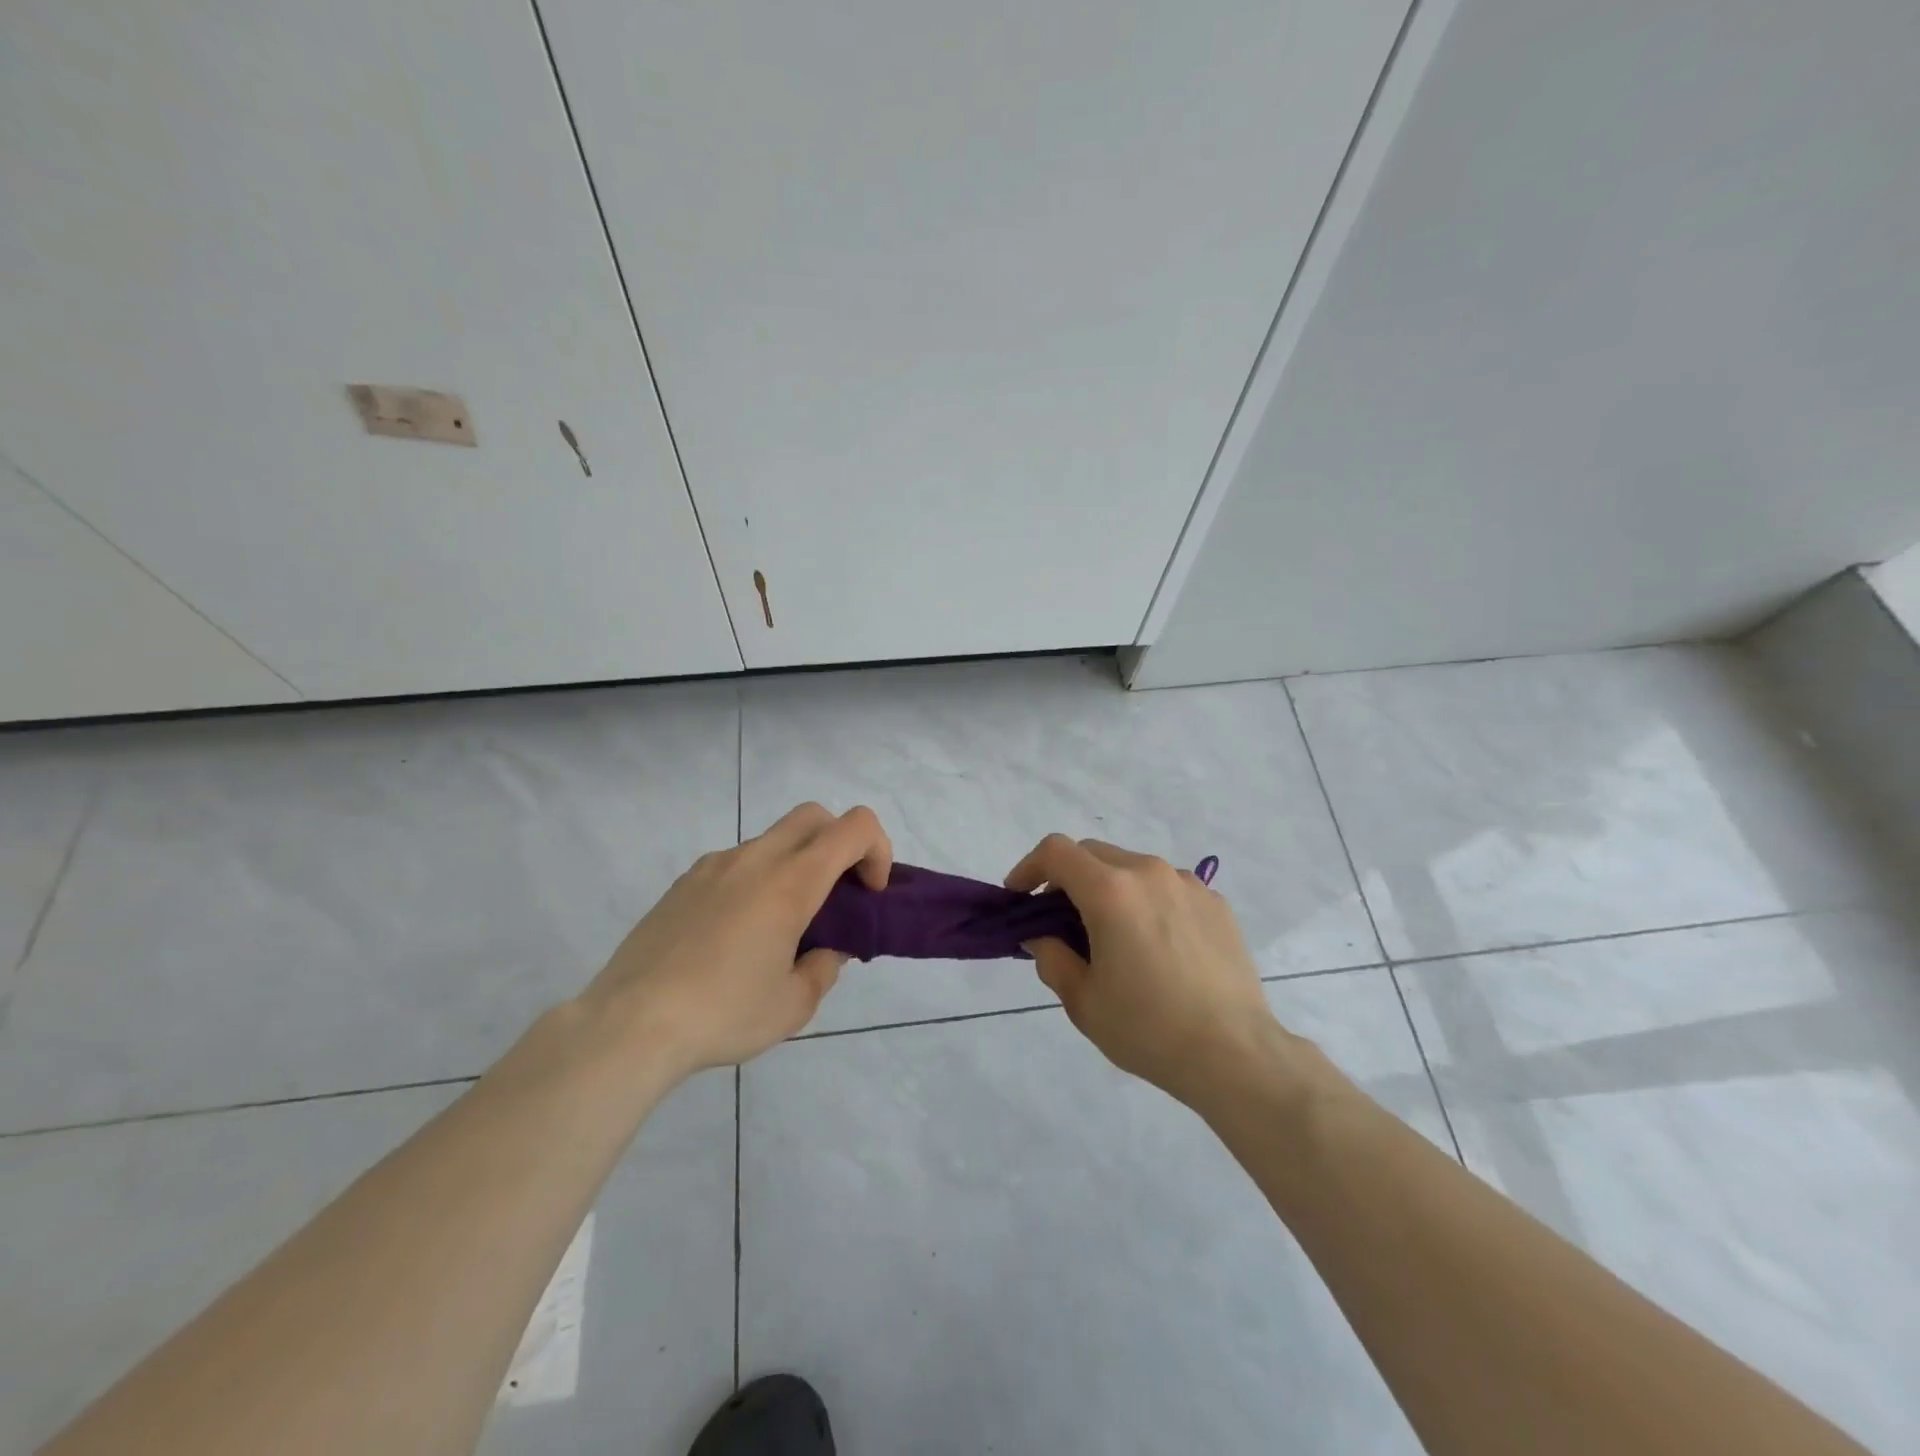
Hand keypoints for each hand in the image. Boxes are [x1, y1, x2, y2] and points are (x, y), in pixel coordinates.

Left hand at [578, 802, 890, 1079]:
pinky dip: (757, 879)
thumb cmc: (723, 1014)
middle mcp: (755, 859)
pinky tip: (738, 933)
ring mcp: (715, 865)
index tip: (869, 894)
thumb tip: (827, 949)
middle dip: (840, 843)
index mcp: (791, 882)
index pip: (854, 827)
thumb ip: (824, 968)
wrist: (630, 1024)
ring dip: (796, 863)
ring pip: (773, 839)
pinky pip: (736, 862)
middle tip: (836, 894)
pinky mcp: (685, 882)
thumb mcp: (793, 1005)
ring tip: (783, 925)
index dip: (877, 851)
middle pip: (814, 816)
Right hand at [1006, 835, 1297, 1107]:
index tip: (1020, 897)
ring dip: (1110, 889)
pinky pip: (1168, 888)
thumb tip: (1043, 936)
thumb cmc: (1149, 1028)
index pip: (1056, 851)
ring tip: (1114, 937)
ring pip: (1132, 868)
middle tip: (1060, 921)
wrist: (1235, 1054)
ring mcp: (1188, 884)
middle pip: (1094, 854)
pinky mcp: (1216, 903)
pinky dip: (1147, 902)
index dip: (1029, 867)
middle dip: (1067, 878)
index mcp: (1111, 891)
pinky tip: (1157, 946)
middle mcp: (1149, 873)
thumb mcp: (1083, 1001)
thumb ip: (1052, 957)